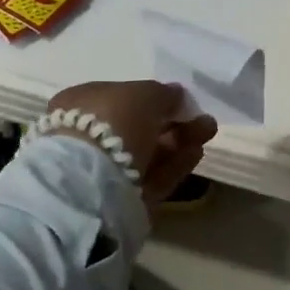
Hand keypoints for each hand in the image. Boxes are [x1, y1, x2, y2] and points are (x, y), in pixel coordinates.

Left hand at [47, 80, 217, 203]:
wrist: (92, 180)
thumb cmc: (112, 121)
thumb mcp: (144, 93)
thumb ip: (163, 93)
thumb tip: (176, 94)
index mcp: (82, 103)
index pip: (122, 97)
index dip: (154, 98)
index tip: (181, 101)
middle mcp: (88, 135)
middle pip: (139, 127)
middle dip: (173, 122)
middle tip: (203, 119)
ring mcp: (103, 169)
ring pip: (149, 152)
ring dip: (180, 141)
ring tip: (208, 132)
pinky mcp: (121, 196)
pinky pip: (153, 175)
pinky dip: (175, 164)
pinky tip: (197, 153)